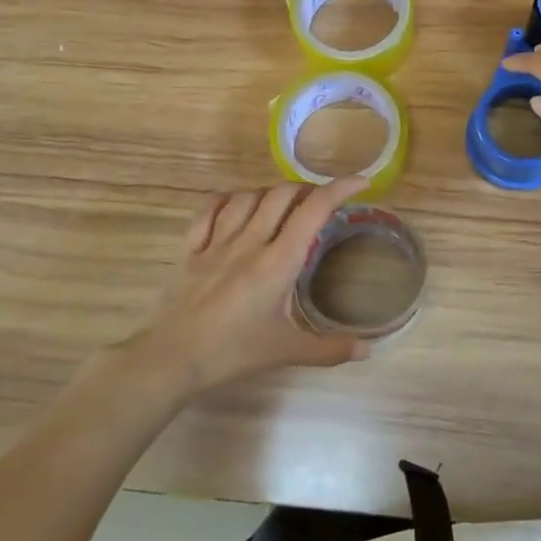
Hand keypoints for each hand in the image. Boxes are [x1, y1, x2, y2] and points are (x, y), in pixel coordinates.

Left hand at [127, 176, 372, 390]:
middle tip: (321, 202)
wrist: (172, 359)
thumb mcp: (287, 351)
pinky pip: (210, 210)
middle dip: (307, 189)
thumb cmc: (233, 353)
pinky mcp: (192, 249)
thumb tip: (368, 350)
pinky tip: (237, 204)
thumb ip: (330, 349)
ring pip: (248, 197)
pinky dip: (229, 200)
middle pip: (282, 194)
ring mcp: (217, 242)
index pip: (314, 210)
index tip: (360, 181)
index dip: (339, 188)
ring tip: (283, 204)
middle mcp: (250, 242)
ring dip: (271, 193)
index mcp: (278, 261)